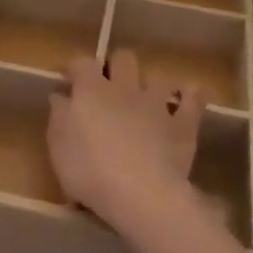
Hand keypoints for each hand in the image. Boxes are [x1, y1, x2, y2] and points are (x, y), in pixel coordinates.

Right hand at [47, 50, 205, 231]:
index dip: (77, 68)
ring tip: (148, 98)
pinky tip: (190, 97)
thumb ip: (59, 117)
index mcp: (91, 91)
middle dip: (117, 66)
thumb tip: (60, 96)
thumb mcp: (59, 148)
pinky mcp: (183, 123)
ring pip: (158, 76)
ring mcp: (157, 103)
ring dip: (152, 83)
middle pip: (124, 58)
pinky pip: (193, 99)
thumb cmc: (90, 172)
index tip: (72, 79)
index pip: (82, 62)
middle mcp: (125, 87)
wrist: (141, 194)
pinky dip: (191, 96)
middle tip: (111, 86)